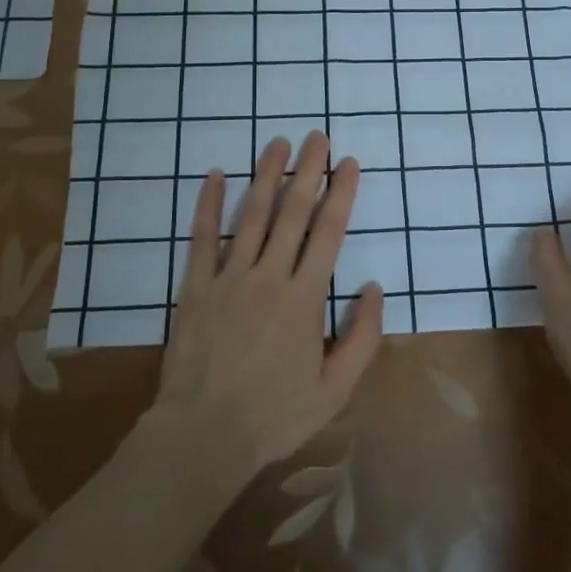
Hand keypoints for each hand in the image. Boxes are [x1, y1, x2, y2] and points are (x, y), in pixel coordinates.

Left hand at [151, 132, 384, 486]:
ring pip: (251, 215)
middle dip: (308, 171)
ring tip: (278, 143)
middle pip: (292, 213)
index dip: (340, 194)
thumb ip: (363, 337)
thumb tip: (375, 287)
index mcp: (304, 298)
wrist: (203, 435)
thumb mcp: (335, 389)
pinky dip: (209, 204)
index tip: (348, 163)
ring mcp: (228, 278)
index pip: (328, 233)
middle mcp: (269, 276)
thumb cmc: (274, 414)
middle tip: (317, 136)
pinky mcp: (195, 286)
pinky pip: (202, 237)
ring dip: (266, 175)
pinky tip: (216, 175)